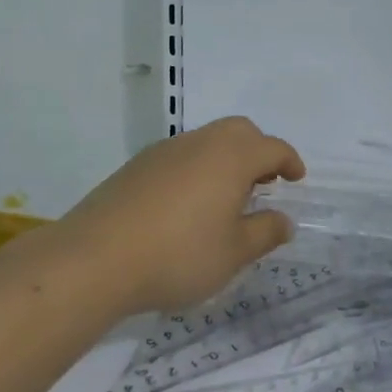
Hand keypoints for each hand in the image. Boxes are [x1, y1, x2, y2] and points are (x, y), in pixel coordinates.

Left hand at [57, 117, 305, 315]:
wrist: (95, 259)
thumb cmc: (178, 255)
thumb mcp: (233, 253)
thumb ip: (264, 233)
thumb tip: (284, 220)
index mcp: (231, 157)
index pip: (272, 148)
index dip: (289, 162)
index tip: (296, 179)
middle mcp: (199, 143)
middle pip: (239, 132)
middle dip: (258, 152)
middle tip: (264, 184)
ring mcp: (163, 151)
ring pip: (207, 141)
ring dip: (226, 160)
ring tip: (227, 198)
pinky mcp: (136, 167)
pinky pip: (180, 156)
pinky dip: (197, 169)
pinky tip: (188, 205)